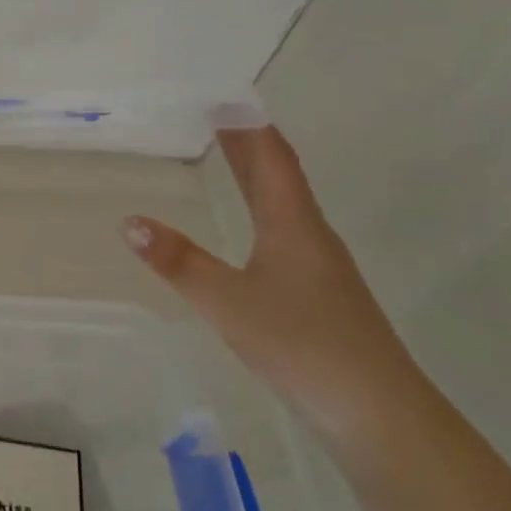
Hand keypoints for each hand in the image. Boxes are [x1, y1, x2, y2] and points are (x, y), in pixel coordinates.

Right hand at [123, 124, 423, 450]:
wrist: (381, 416)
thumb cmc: (305, 346)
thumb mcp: (229, 302)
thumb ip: (179, 262)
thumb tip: (128, 221)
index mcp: (293, 224)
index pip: (271, 157)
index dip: (248, 124)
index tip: (222, 94)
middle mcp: (310, 234)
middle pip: (278, 174)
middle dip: (247, 141)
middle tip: (212, 112)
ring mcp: (319, 265)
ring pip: (283, 202)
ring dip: (255, 172)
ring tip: (224, 153)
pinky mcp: (320, 293)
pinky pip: (284, 229)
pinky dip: (260, 207)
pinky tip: (250, 226)